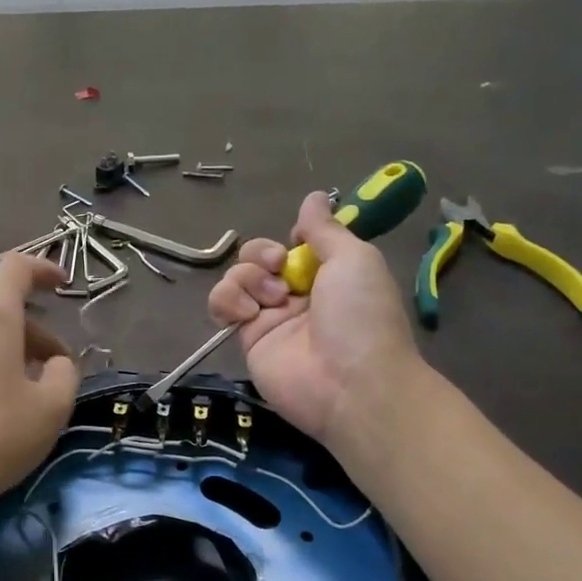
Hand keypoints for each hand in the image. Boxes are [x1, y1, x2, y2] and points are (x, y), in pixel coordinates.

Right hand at [208, 191, 421, 445]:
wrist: (350, 384)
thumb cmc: (361, 315)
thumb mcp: (354, 258)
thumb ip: (325, 228)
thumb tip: (314, 196)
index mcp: (326, 275)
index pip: (291, 245)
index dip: (288, 240)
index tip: (297, 243)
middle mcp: (296, 294)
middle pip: (256, 258)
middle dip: (260, 255)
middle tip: (279, 268)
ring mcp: (268, 317)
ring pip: (235, 277)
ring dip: (247, 278)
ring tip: (271, 300)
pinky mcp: (246, 339)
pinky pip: (221, 306)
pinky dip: (227, 300)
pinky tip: (248, 313)